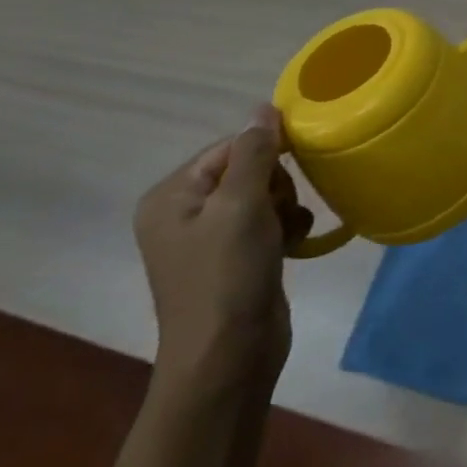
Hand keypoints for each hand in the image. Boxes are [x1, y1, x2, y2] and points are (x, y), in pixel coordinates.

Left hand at [133, 104, 311, 395]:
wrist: (227, 358)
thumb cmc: (227, 276)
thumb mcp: (242, 206)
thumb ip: (255, 153)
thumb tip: (263, 108)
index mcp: (171, 196)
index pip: (230, 146)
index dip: (267, 153)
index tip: (295, 167)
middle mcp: (184, 212)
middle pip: (249, 167)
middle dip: (277, 184)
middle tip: (279, 211)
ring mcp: (210, 237)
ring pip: (265, 193)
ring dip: (287, 205)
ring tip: (288, 231)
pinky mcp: (236, 257)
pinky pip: (269, 220)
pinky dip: (286, 226)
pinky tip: (294, 243)